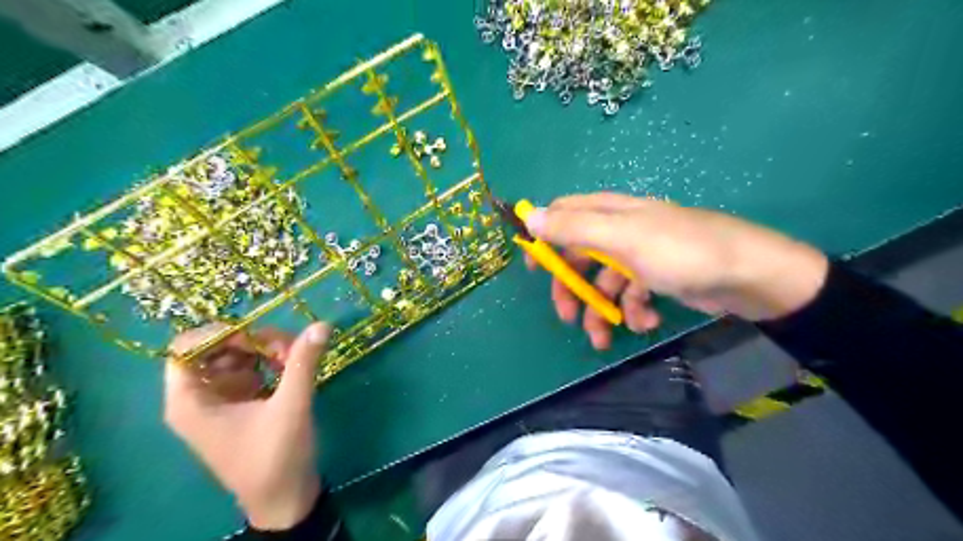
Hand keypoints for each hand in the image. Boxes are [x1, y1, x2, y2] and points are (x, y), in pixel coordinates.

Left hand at [165, 324, 330, 529]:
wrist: (284, 498)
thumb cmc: (276, 456)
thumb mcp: (291, 406)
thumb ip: (303, 362)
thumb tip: (322, 324)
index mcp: (191, 401)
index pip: (187, 348)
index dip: (220, 334)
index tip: (257, 338)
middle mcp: (200, 396)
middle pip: (218, 348)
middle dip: (254, 341)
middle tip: (290, 348)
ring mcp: (221, 399)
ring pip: (238, 356)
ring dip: (267, 350)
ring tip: (296, 358)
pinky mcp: (241, 403)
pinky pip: (251, 369)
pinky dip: (272, 363)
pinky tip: (293, 369)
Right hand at [525, 191, 832, 348]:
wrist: (748, 276)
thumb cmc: (680, 252)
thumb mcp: (621, 239)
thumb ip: (574, 228)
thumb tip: (529, 218)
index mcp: (610, 212)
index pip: (563, 214)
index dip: (544, 238)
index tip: (534, 268)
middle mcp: (621, 230)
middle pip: (579, 256)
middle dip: (572, 288)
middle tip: (567, 317)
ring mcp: (639, 255)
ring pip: (604, 282)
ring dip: (602, 310)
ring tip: (606, 338)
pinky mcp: (657, 277)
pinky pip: (632, 294)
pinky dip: (634, 311)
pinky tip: (646, 322)